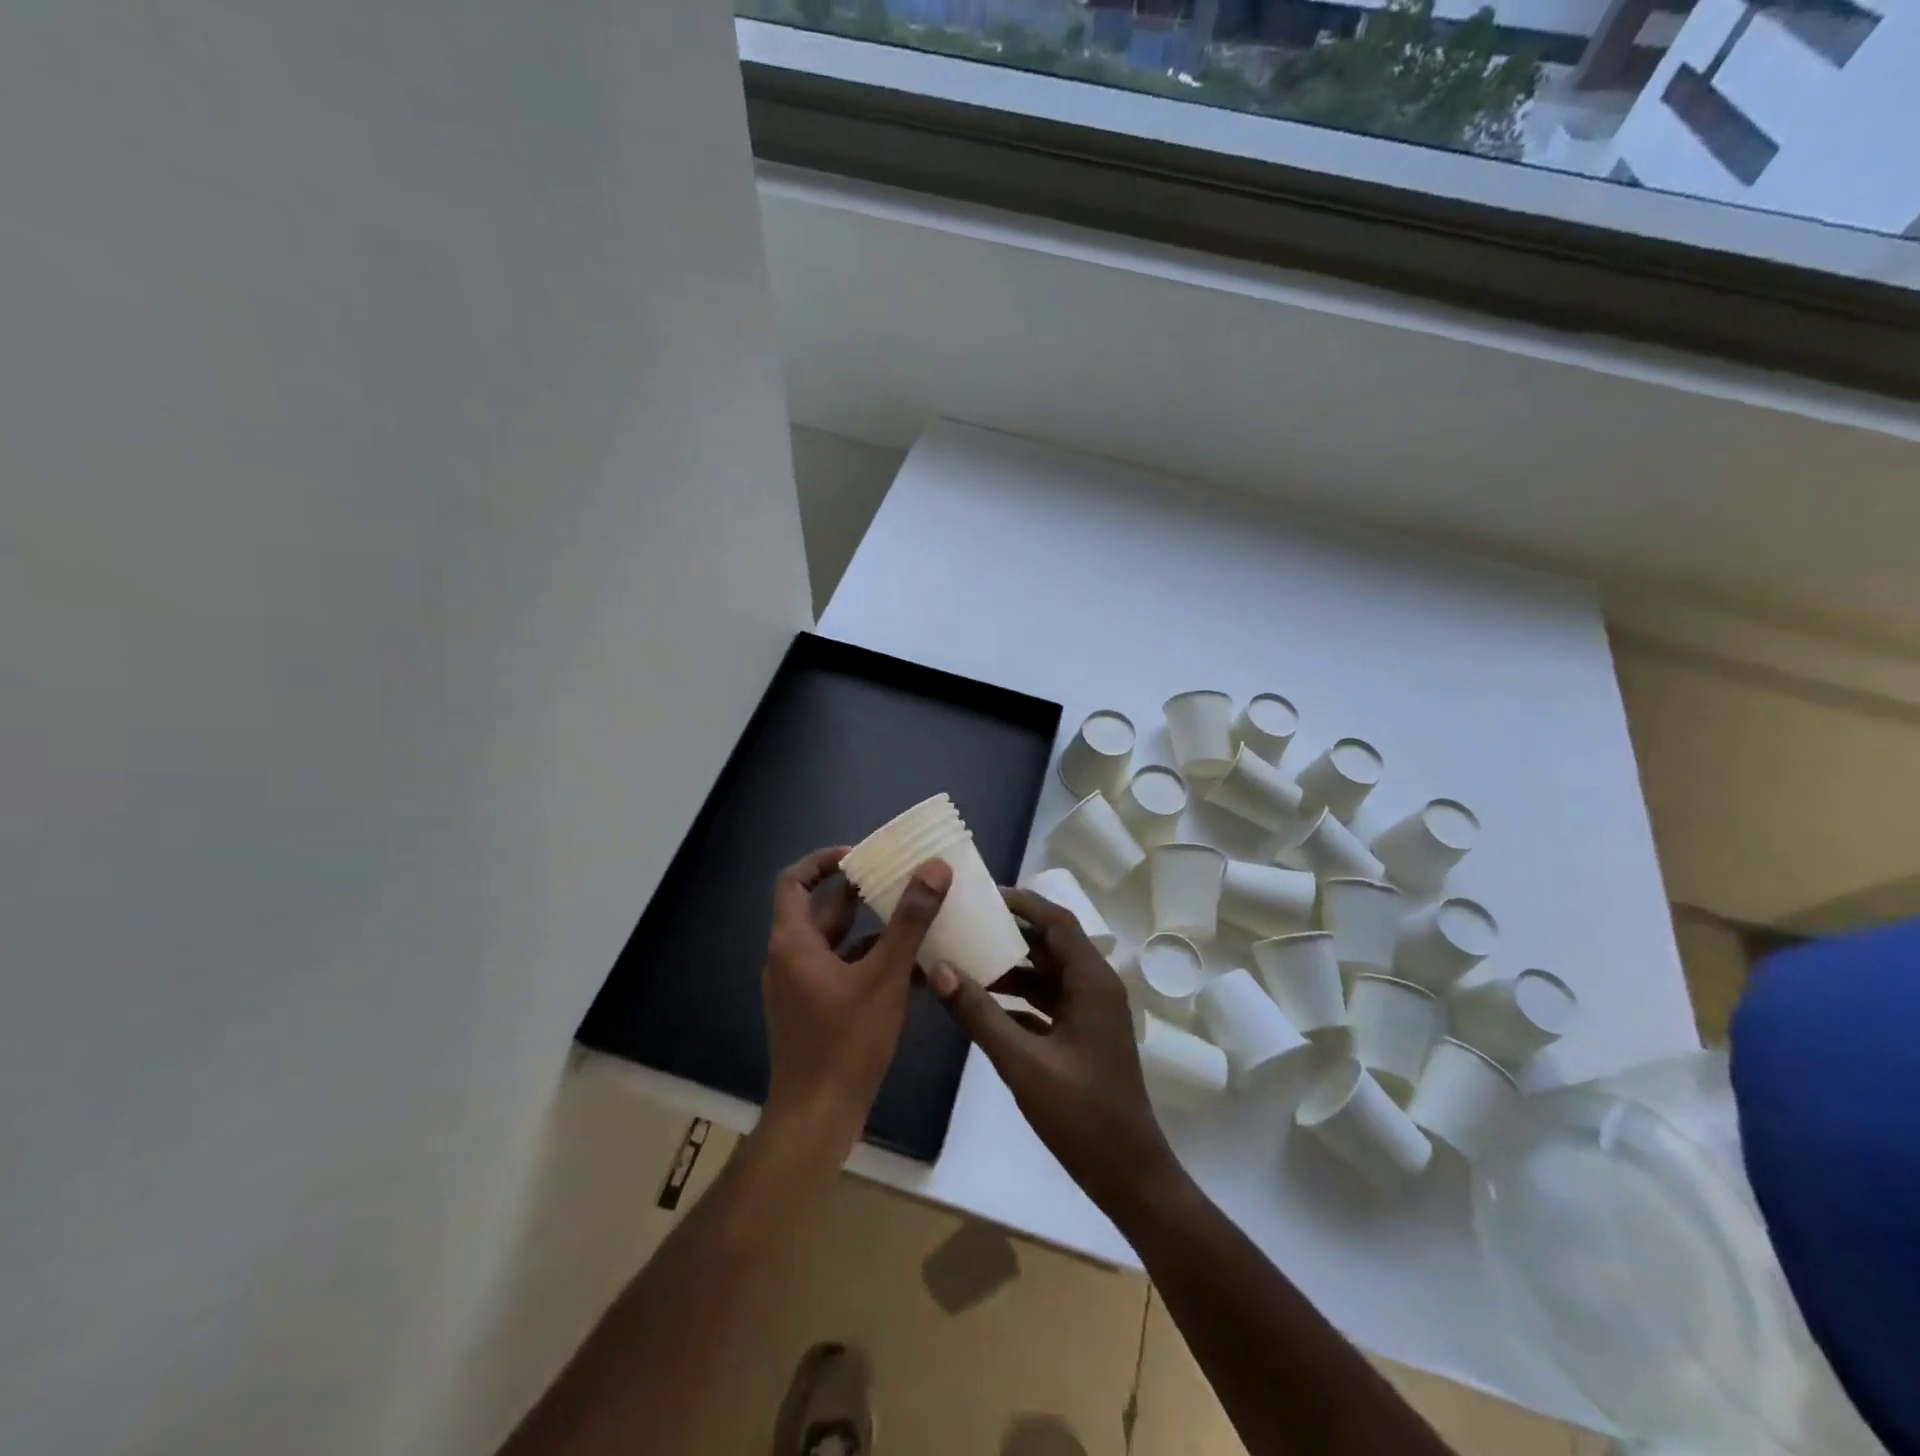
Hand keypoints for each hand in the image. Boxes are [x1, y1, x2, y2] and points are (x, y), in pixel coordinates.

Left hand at [760, 846, 951, 1160]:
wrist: (816, 1119)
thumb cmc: (845, 1043)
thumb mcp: (885, 977)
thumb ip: (911, 921)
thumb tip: (935, 868)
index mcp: (793, 943)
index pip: (795, 882)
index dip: (824, 861)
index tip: (862, 855)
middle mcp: (790, 959)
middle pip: (822, 910)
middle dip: (862, 893)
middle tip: (902, 879)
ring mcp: (801, 988)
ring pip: (838, 943)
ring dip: (873, 929)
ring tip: (916, 916)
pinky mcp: (816, 1011)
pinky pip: (844, 972)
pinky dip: (873, 962)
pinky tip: (915, 968)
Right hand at [927, 887, 1181, 1214]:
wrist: (1130, 1175)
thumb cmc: (1083, 1115)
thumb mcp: (1023, 1063)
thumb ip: (979, 1015)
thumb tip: (939, 968)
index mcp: (1092, 982)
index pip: (1056, 922)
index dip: (1022, 903)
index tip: (983, 893)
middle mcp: (1095, 988)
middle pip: (1050, 945)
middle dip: (1009, 933)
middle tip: (965, 923)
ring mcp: (1091, 1014)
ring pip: (1047, 976)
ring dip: (1011, 968)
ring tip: (965, 959)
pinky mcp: (1083, 1038)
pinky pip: (1047, 1003)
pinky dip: (1018, 999)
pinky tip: (982, 1005)